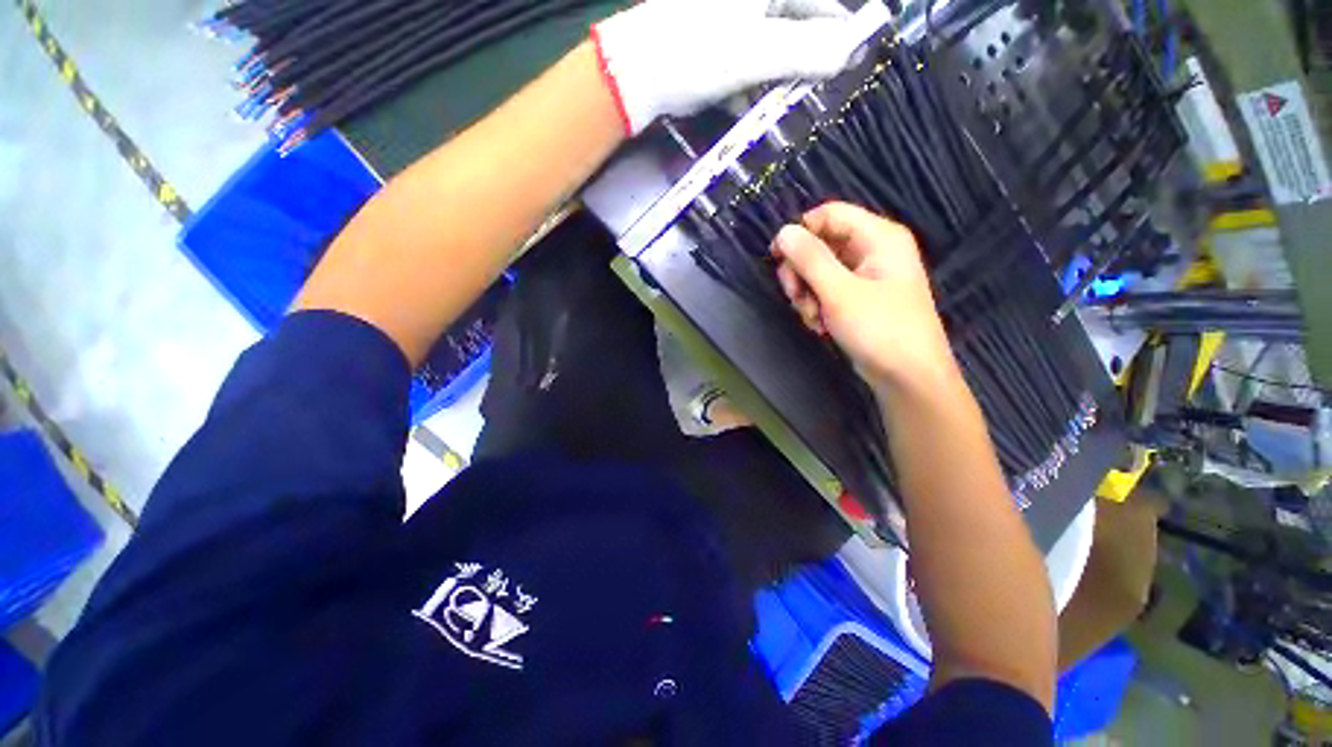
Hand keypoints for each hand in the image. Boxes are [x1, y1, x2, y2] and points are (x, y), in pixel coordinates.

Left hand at [592, 0, 876, 135]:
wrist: (636, 75)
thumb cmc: (695, 54)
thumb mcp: (756, 52)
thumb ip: (807, 50)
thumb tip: (852, 51)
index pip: (821, 6)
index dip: (839, 36)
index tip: (851, 69)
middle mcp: (751, 1)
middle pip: (796, 28)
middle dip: (806, 64)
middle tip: (821, 97)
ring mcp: (730, 21)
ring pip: (772, 51)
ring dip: (780, 81)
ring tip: (790, 109)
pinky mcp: (715, 48)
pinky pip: (747, 65)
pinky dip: (754, 85)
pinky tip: (754, 106)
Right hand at [772, 202, 957, 392]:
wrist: (907, 377)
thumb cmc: (879, 329)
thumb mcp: (840, 292)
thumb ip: (810, 259)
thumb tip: (783, 232)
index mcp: (878, 237)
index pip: (829, 214)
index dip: (800, 232)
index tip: (776, 257)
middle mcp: (872, 250)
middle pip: (819, 245)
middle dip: (801, 273)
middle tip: (796, 297)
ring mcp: (864, 276)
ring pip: (818, 271)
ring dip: (806, 294)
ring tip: (813, 318)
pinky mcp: (857, 298)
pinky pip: (825, 291)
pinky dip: (816, 306)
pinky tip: (820, 326)